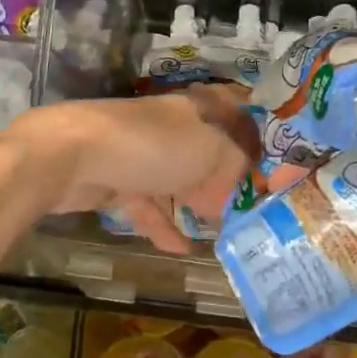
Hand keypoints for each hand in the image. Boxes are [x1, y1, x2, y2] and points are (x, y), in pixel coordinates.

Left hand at [21, 84, 259, 252]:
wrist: (75, 155)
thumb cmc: (153, 145)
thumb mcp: (211, 150)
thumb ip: (236, 163)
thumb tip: (244, 178)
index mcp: (197, 106)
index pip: (236, 107)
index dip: (259, 127)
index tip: (280, 156)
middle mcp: (172, 124)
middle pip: (209, 146)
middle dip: (231, 171)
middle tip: (256, 201)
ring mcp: (143, 152)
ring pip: (180, 176)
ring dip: (199, 199)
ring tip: (225, 228)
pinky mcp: (119, 180)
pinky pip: (150, 204)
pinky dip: (165, 226)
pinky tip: (184, 250)